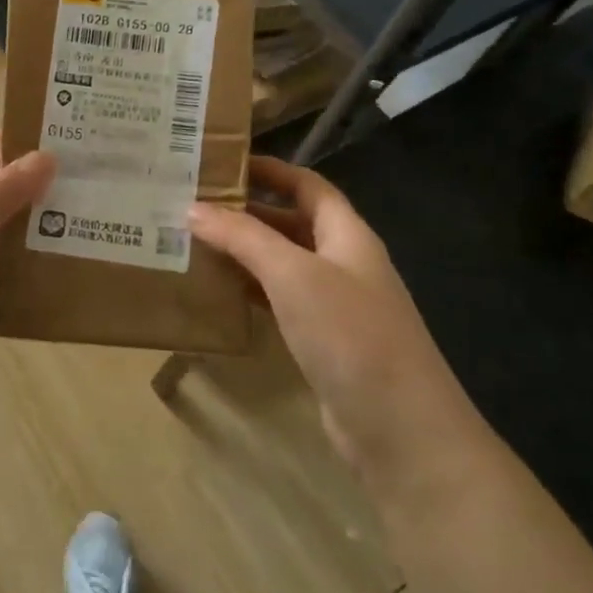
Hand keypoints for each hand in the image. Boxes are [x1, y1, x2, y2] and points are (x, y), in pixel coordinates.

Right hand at [189, 157, 493, 500]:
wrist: (400, 428)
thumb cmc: (350, 334)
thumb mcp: (293, 275)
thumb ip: (243, 237)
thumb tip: (193, 207)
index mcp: (347, 235)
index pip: (308, 186)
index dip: (272, 170)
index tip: (223, 164)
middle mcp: (342, 263)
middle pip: (291, 223)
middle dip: (247, 212)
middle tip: (193, 204)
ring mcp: (333, 305)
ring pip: (281, 265)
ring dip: (243, 253)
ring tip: (192, 242)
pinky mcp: (321, 341)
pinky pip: (278, 302)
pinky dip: (249, 292)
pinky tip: (216, 292)